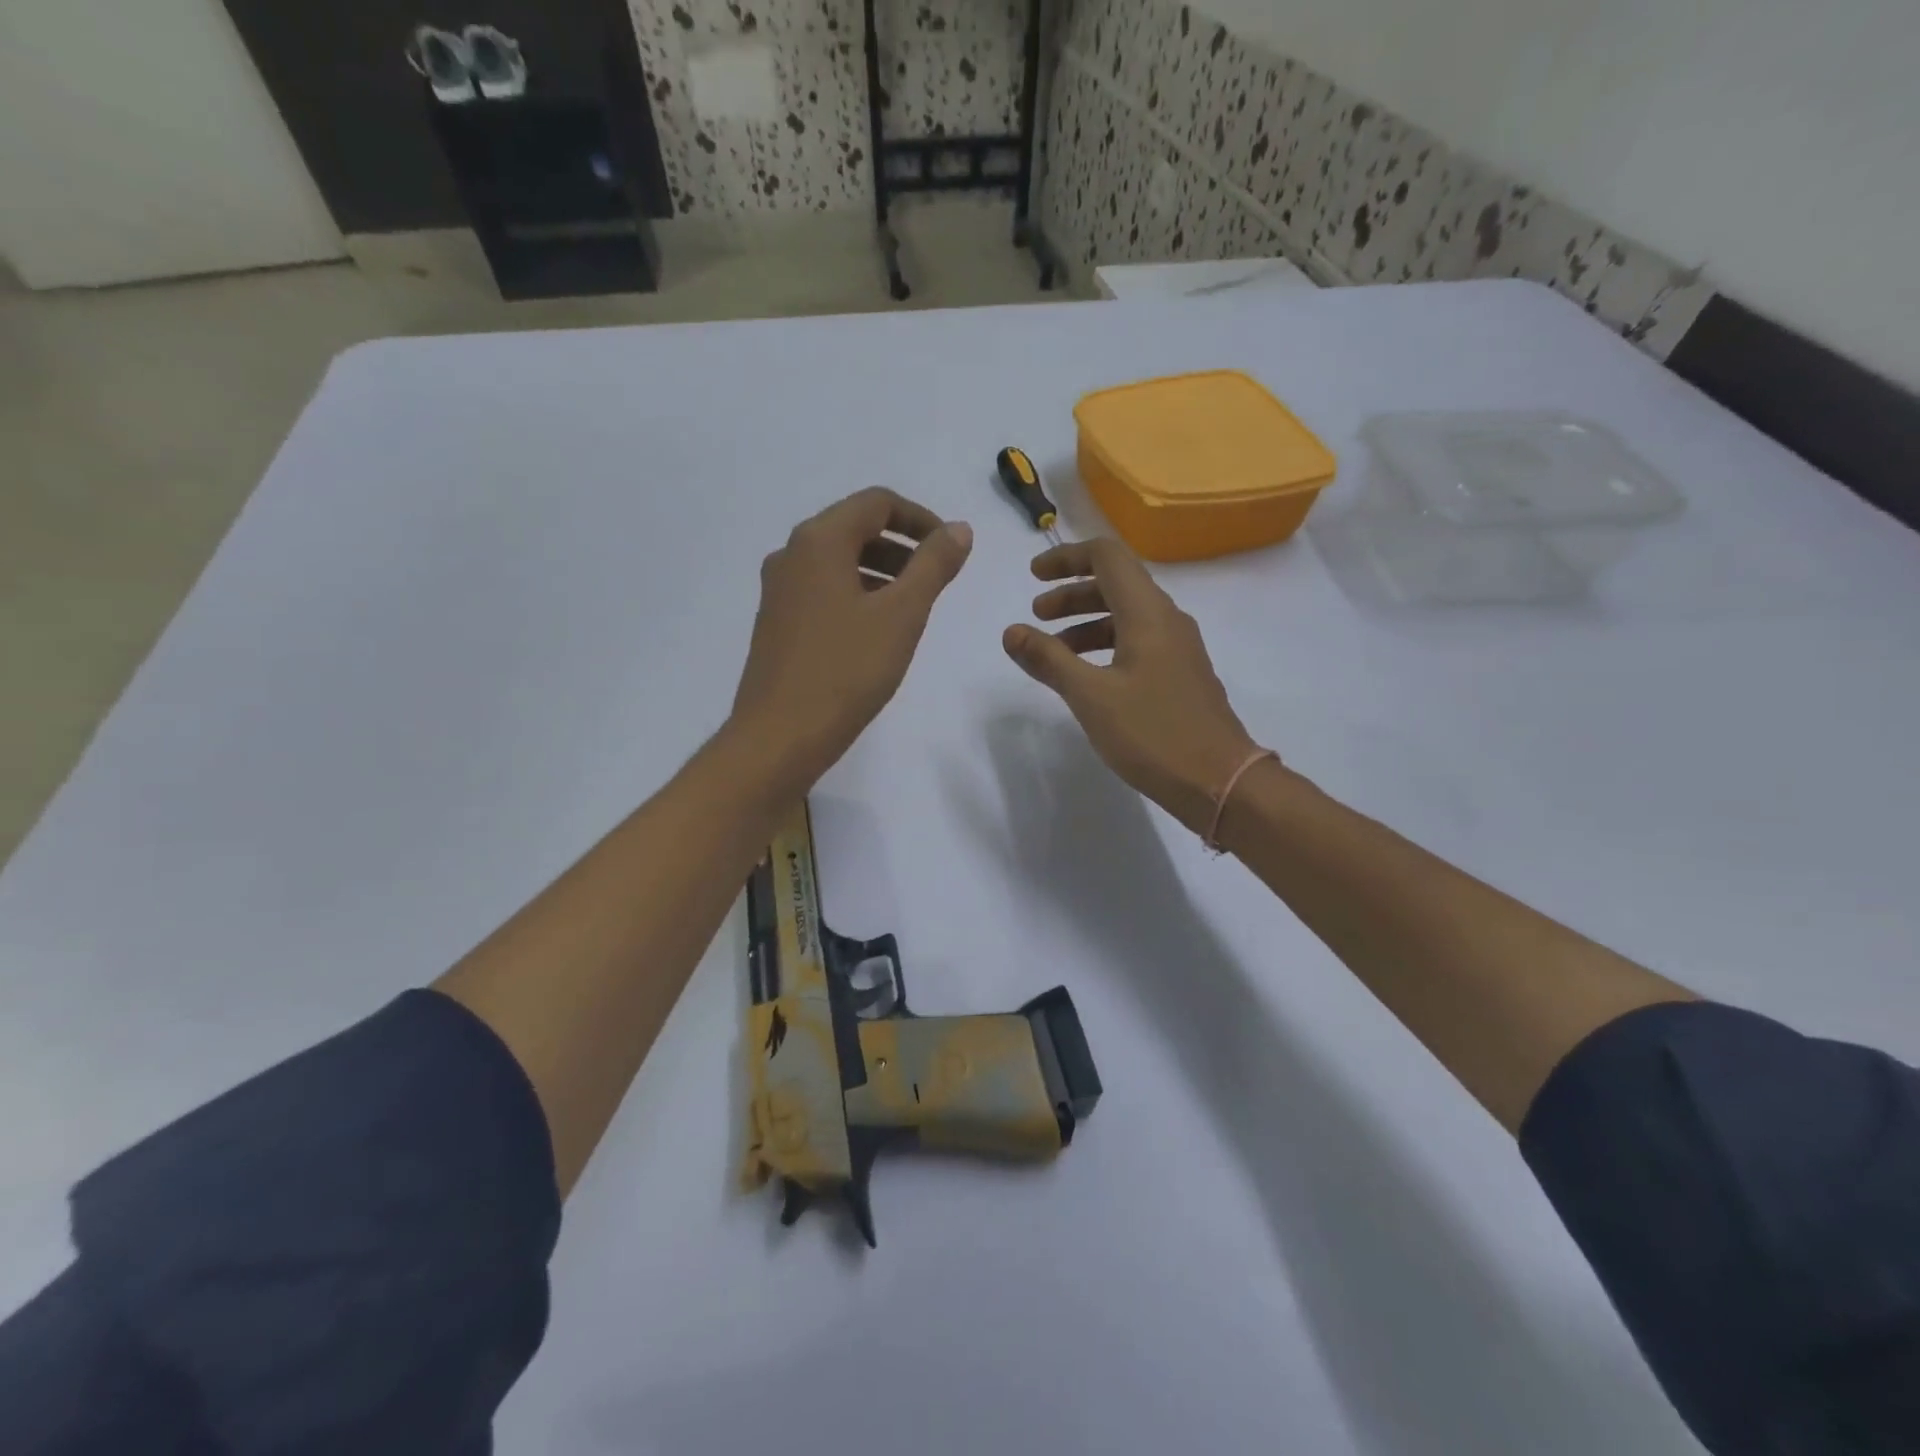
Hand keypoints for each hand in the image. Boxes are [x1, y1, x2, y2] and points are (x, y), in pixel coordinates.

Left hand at [732, 488, 971, 786]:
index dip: (921, 518)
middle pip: (855, 528)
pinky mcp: (776, 623)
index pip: (877, 502)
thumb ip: (934, 565)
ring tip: (913, 607)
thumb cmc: (846, 670)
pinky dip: (857, 594)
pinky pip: (824, 590)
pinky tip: (877, 631)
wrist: (779, 737)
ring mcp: (779, 590)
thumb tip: (959, 529)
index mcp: (819, 541)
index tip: (951, 548)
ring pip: (839, 562)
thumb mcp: (901, 615)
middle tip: (936, 579)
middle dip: (902, 546)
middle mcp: (791, 554)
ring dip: (881, 571)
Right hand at [1003, 539, 1263, 832]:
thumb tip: (1012, 632)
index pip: (1107, 556)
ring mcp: (1178, 648)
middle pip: (1115, 584)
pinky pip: (1138, 643)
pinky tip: (1087, 677)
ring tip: (1054, 652)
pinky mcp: (1181, 675)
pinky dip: (1106, 646)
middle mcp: (1167, 620)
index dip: (1066, 557)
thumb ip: (1049, 660)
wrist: (1220, 781)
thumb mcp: (1090, 697)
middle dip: (1071, 594)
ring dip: (1086, 623)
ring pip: (1126, 616)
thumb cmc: (1153, 733)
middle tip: (1037, 616)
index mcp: (1147, 613)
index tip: (1033, 575)